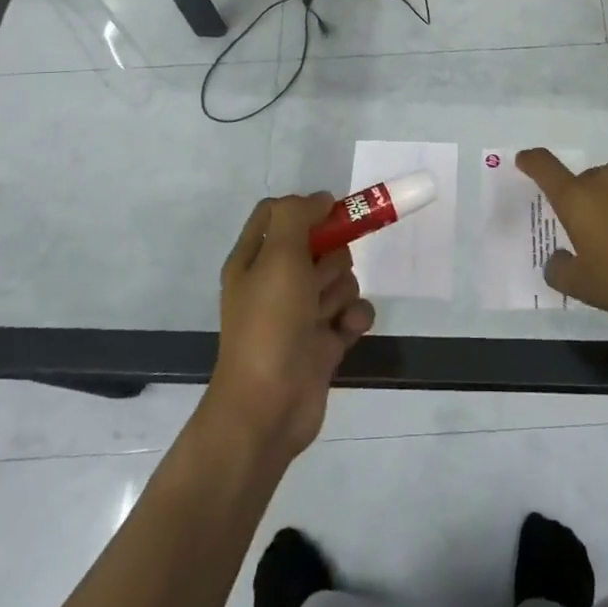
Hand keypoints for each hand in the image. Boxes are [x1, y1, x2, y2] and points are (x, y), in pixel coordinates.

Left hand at [206, 193, 375, 461]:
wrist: (269, 407)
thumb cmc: (269, 323)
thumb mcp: (278, 256)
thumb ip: (297, 216)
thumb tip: (321, 199)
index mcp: (254, 258)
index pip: (278, 213)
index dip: (306, 209)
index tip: (330, 214)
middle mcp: (277, 280)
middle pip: (321, 244)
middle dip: (331, 258)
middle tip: (316, 280)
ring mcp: (302, 311)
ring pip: (341, 277)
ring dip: (341, 293)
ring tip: (325, 316)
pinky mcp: (324, 339)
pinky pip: (353, 311)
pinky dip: (353, 318)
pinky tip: (345, 333)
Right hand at [517, 149, 607, 338]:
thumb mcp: (585, 288)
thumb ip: (560, 269)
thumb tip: (557, 258)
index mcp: (577, 200)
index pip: (545, 167)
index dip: (532, 161)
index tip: (526, 160)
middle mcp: (607, 178)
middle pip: (589, 182)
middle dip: (591, 203)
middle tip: (605, 236)